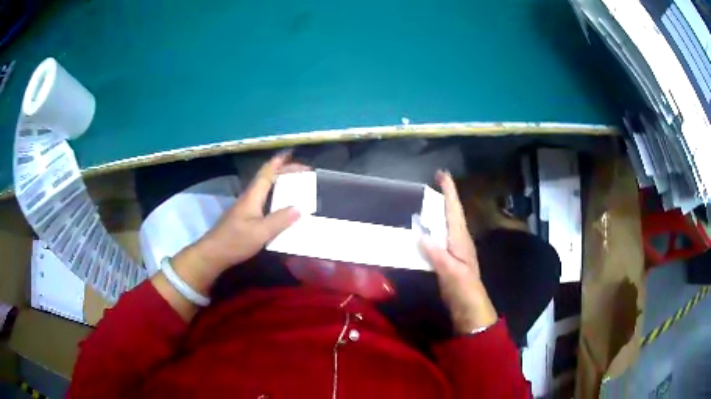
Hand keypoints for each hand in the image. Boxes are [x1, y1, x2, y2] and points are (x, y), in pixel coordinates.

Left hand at [172, 152, 304, 294]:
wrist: (214, 253)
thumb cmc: (235, 241)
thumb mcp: (260, 232)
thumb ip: (279, 220)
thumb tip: (299, 208)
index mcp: (252, 196)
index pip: (267, 172)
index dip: (280, 162)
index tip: (292, 153)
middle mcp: (249, 197)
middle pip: (267, 178)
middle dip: (285, 171)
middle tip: (303, 172)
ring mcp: (245, 207)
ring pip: (265, 189)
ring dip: (280, 183)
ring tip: (296, 185)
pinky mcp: (244, 217)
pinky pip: (264, 200)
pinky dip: (275, 197)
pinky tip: (281, 206)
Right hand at [420, 170, 497, 333]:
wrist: (470, 307)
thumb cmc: (464, 289)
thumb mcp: (451, 271)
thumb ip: (436, 253)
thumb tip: (419, 232)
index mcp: (460, 238)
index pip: (454, 209)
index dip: (449, 191)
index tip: (441, 173)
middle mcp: (459, 239)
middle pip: (452, 212)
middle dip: (445, 195)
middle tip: (434, 181)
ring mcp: (454, 249)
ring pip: (447, 223)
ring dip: (440, 209)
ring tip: (428, 199)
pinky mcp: (449, 258)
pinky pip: (440, 236)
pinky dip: (434, 226)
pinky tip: (425, 229)